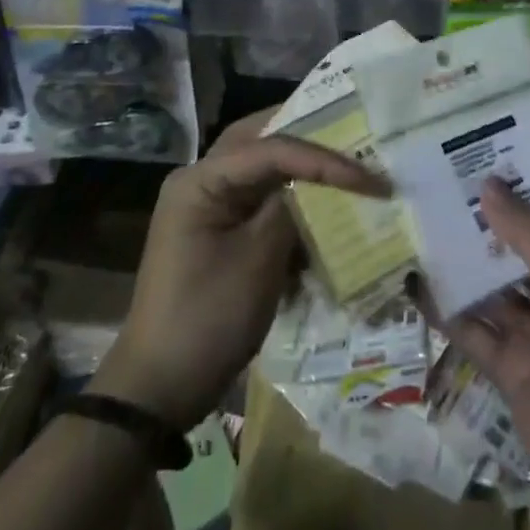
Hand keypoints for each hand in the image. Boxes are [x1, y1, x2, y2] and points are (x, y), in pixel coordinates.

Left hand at [94, 109, 388, 432]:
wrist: (159, 391)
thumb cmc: (207, 320)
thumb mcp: (258, 262)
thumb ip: (291, 209)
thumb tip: (323, 184)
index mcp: (201, 180)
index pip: (272, 148)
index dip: (324, 159)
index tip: (369, 178)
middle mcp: (202, 180)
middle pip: (262, 141)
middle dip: (309, 140)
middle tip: (354, 138)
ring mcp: (209, 205)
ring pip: (263, 167)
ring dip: (301, 167)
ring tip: (345, 165)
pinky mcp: (220, 230)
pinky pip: (260, 197)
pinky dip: (291, 198)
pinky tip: (321, 205)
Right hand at [430, 180, 529, 529]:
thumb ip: (527, 230)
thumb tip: (486, 184)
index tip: (495, 152)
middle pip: (524, 246)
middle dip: (490, 219)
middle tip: (447, 179)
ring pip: (495, 286)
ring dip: (464, 259)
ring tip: (423, 218)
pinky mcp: (511, 366)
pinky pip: (474, 329)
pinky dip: (447, 308)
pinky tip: (415, 281)